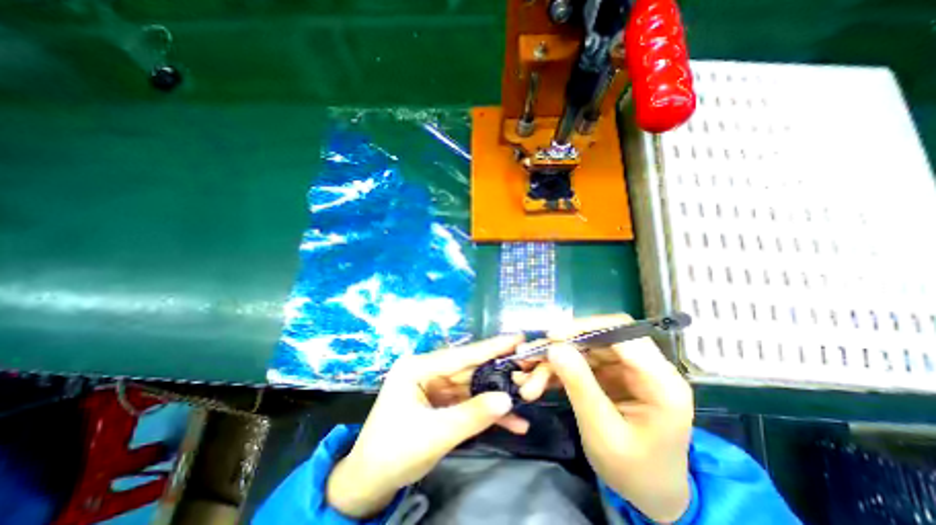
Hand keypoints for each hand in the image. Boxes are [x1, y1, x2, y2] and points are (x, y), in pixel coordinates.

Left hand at [326, 334, 524, 518]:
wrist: (370, 483)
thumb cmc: (394, 453)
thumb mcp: (435, 434)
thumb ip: (473, 415)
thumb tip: (508, 399)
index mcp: (417, 367)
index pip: (461, 355)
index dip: (492, 347)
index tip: (517, 337)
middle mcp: (427, 371)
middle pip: (469, 369)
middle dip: (499, 371)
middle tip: (528, 364)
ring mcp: (434, 386)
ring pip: (471, 387)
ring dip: (496, 396)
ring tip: (527, 393)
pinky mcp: (440, 402)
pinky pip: (466, 402)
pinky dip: (486, 412)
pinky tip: (512, 422)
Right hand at [520, 313, 692, 523]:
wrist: (649, 494)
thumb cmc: (634, 471)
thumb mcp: (603, 433)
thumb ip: (580, 386)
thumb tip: (554, 347)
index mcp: (660, 382)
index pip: (622, 333)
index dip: (585, 328)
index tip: (551, 337)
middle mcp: (645, 367)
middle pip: (597, 338)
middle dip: (560, 347)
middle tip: (530, 358)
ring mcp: (625, 369)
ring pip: (582, 350)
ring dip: (553, 361)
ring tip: (527, 380)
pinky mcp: (610, 374)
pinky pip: (579, 362)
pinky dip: (557, 370)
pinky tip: (537, 381)